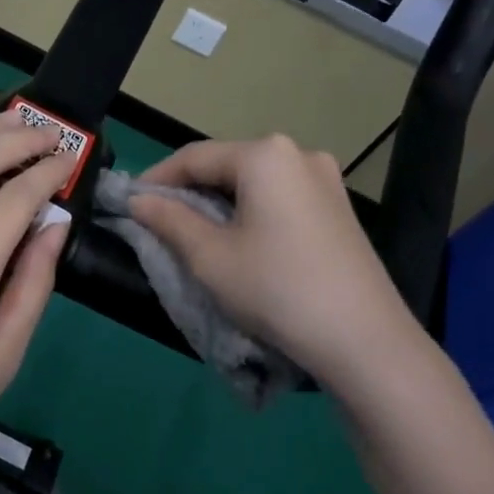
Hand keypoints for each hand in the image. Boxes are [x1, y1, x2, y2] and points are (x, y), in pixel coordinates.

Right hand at [130, 135, 424, 387]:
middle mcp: (298, 154)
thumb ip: (168, 220)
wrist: (364, 340)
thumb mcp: (209, 256)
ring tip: (195, 233)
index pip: (194, 157)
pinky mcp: (339, 208)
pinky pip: (281, 197)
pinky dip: (251, 211)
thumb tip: (139, 201)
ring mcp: (326, 180)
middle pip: (227, 165)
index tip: (129, 203)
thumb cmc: (276, 289)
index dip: (156, 179)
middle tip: (159, 221)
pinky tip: (240, 240)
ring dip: (220, 202)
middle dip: (190, 190)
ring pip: (254, 182)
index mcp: (264, 155)